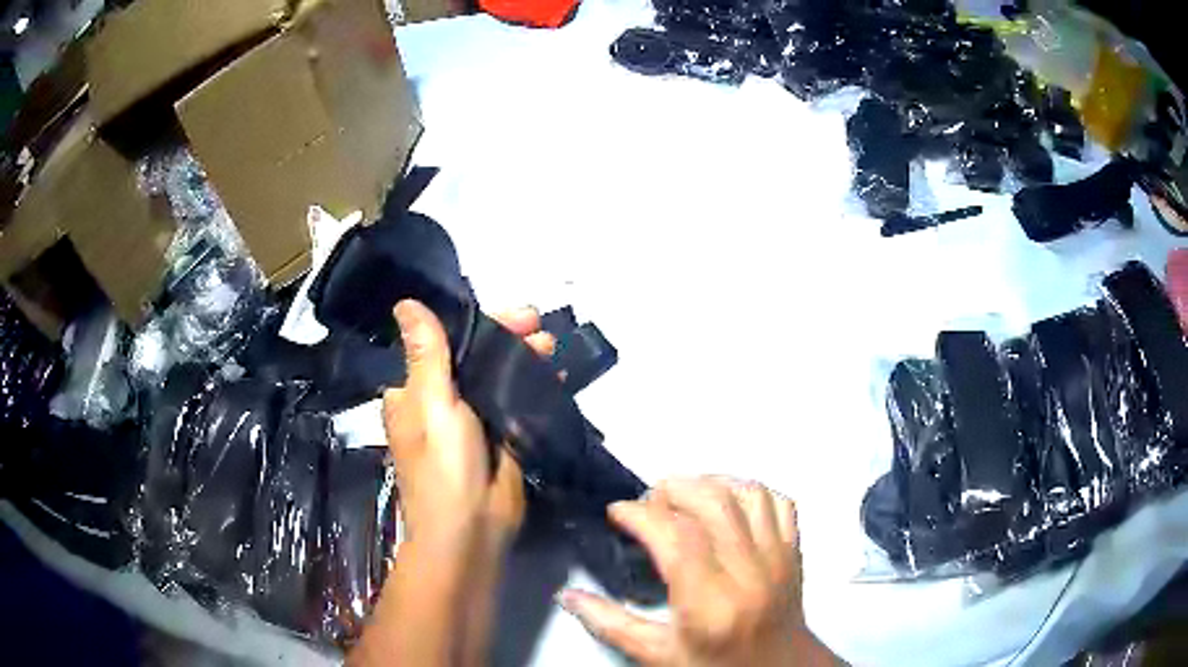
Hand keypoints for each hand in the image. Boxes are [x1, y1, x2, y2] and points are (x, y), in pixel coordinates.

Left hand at [354, 301, 552, 666]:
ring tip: (552, 347)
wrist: (471, 530)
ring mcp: (474, 422)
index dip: (479, 324)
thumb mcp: (432, 404)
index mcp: (416, 393)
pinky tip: (557, 373)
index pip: (445, 343)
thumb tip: (404, 303)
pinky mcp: (501, 440)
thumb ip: (427, 354)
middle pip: (477, 358)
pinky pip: (518, 404)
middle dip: (508, 340)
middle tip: (540, 326)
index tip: (514, 314)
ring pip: (500, 379)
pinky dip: (535, 387)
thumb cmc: (442, 466)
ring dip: (524, 360)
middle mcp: (442, 403)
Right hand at [561, 477, 835, 666]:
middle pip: (713, 502)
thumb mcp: (658, 654)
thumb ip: (611, 624)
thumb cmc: (715, 665)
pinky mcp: (794, 550)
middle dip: (672, 488)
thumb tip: (566, 595)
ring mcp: (777, 557)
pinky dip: (750, 490)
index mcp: (709, 603)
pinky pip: (779, 502)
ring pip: (748, 494)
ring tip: (684, 495)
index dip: (642, 514)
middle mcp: (748, 572)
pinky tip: (728, 501)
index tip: (618, 512)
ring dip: (710, 482)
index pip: (676, 537)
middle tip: (648, 503)